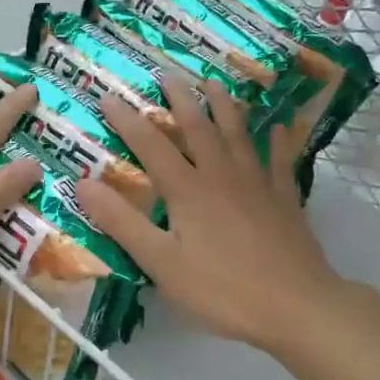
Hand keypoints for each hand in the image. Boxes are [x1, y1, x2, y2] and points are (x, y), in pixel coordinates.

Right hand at [77, 80, 348, 354]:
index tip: (109, 96)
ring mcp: (258, 184)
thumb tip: (83, 182)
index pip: (151, 146)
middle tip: (168, 73)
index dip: (128, 121)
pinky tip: (280, 128)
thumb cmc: (222, 291)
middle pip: (198, 128)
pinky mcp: (285, 199)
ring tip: (215, 83)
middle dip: (180, 99)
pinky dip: (279, 141)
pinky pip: (281, 161)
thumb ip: (123, 222)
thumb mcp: (161, 263)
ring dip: (225, 106)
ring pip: (239, 134)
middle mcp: (222, 176)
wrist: (296, 305)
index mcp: (188, 190)